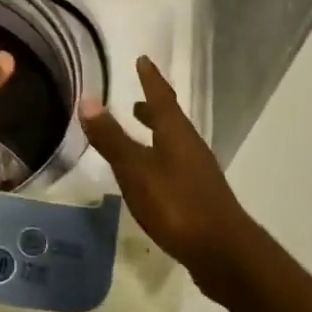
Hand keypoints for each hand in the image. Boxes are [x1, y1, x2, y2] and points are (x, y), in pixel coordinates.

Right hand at [80, 56, 266, 304]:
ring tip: (140, 135)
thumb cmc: (176, 204)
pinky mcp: (199, 197)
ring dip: (157, 135)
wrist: (223, 251)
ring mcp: (198, 173)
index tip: (143, 60)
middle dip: (152, 109)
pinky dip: (160, 159)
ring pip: (174, 144)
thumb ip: (112, 139)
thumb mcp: (135, 170)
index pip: (161, 97)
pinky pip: (176, 166)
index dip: (150, 79)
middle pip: (170, 120)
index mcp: (176, 134)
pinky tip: (151, 177)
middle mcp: (190, 147)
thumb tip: (88, 100)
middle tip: (136, 102)